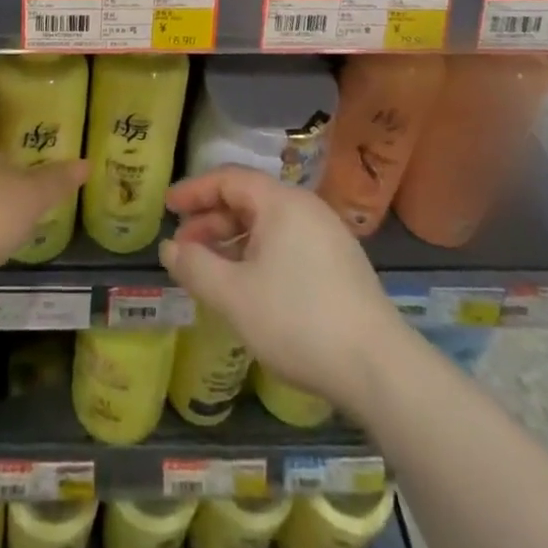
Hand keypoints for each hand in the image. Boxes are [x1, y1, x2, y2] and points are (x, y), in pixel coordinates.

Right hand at [159, 168, 402, 411]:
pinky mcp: (341, 264)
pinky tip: (249, 286)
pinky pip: (287, 243)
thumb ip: (196, 267)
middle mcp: (305, 207)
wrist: (380, 369)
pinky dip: (258, 254)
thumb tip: (169, 248)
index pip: (228, 179)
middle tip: (184, 249)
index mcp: (281, 201)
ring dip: (233, 241)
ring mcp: (327, 234)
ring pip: (268, 224)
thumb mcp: (235, 296)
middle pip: (248, 200)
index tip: (167, 207)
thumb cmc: (298, 320)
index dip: (193, 191)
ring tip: (211, 271)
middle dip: (211, 221)